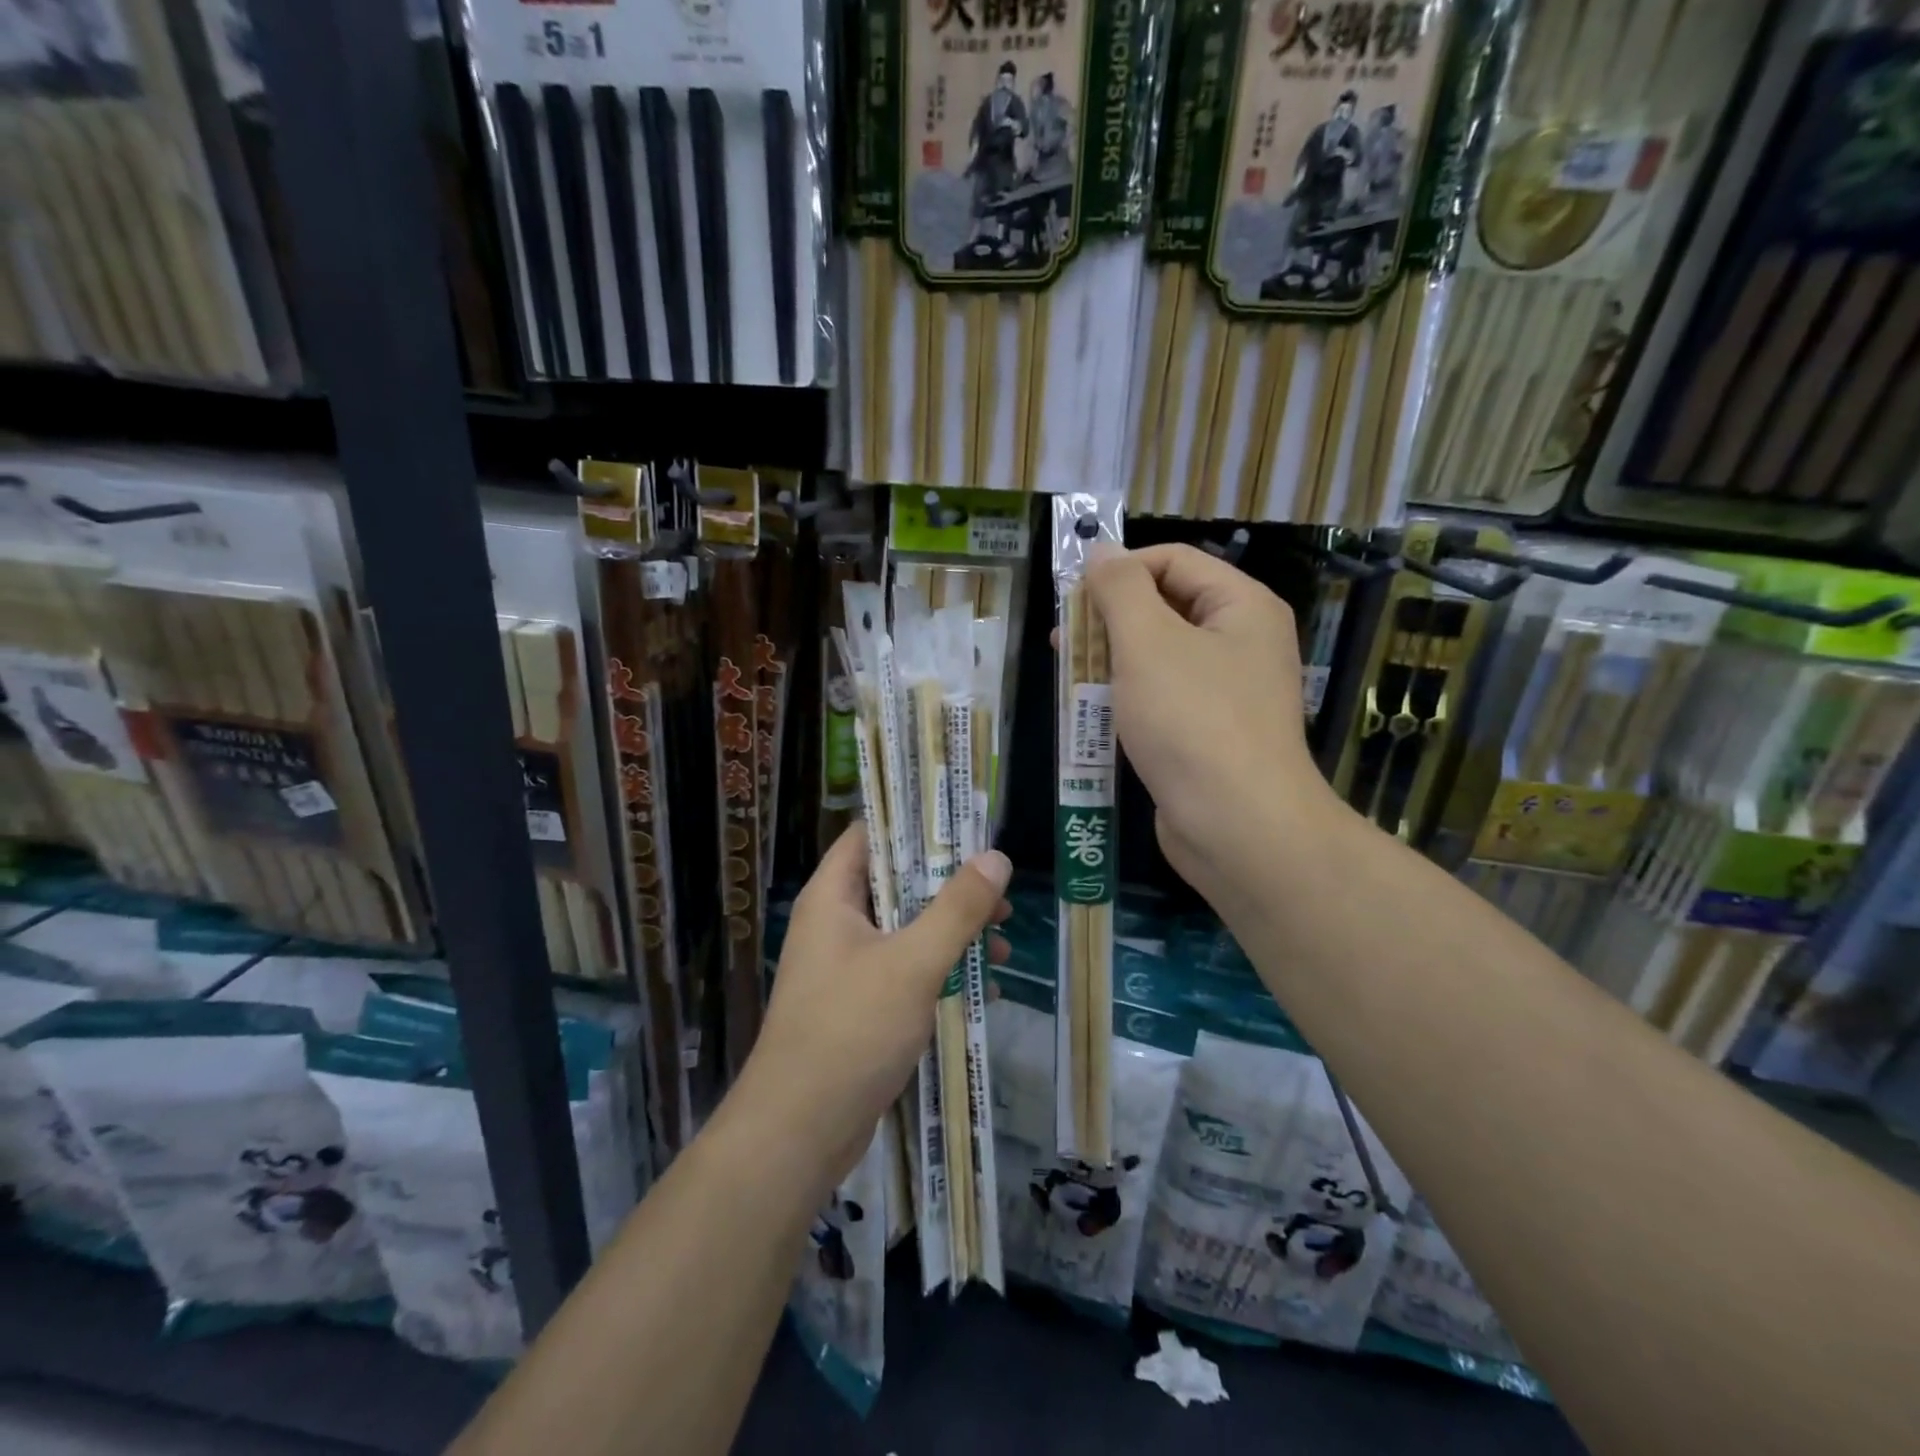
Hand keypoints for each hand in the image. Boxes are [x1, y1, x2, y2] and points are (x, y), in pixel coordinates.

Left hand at [733, 825, 1011, 1192]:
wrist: (799, 1131)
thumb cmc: (851, 1030)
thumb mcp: (913, 963)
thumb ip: (957, 909)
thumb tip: (996, 857)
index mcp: (833, 897)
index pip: (871, 834)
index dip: (915, 822)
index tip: (965, 824)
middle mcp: (835, 923)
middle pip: (896, 882)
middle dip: (949, 885)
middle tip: (999, 888)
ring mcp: (846, 966)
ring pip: (905, 928)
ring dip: (951, 931)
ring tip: (1003, 941)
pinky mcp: (858, 1004)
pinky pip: (904, 969)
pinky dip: (939, 969)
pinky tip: (983, 986)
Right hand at [1085, 543, 1338, 901]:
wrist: (1236, 825)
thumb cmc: (1191, 720)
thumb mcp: (1147, 641)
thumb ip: (1120, 589)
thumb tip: (1101, 552)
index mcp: (1241, 606)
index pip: (1172, 561)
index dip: (1119, 570)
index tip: (1070, 599)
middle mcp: (1241, 642)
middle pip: (1166, 607)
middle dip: (1109, 618)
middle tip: (1061, 640)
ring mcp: (1228, 691)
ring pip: (1160, 656)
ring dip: (1112, 659)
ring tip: (1069, 675)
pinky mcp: (1210, 734)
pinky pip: (1164, 697)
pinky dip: (1128, 697)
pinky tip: (1095, 712)